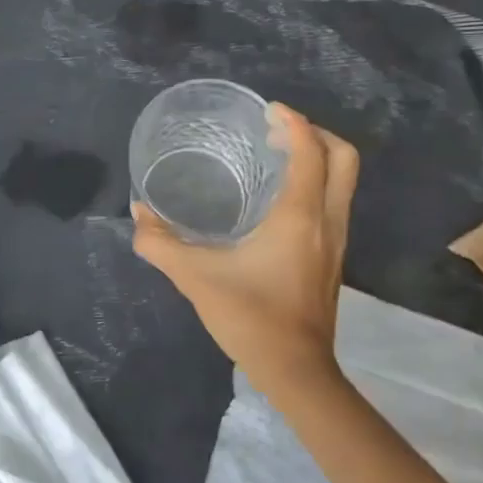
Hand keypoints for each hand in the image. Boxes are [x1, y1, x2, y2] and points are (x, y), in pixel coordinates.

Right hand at [132, 104, 358, 408]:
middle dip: (315, 134)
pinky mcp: (332, 258)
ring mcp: (336, 241)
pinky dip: (315, 183)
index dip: (293, 122)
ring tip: (275, 156)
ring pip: (343, 182)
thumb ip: (160, 243)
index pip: (311, 151)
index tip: (268, 110)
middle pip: (344, 158)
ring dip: (317, 158)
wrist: (296, 372)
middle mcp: (326, 221)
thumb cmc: (250, 317)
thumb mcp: (196, 277)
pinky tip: (278, 198)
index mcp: (299, 216)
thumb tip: (138, 213)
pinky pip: (333, 202)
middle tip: (276, 131)